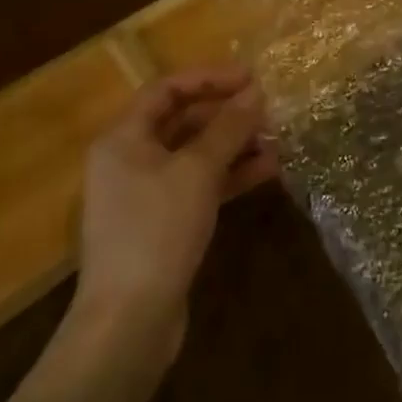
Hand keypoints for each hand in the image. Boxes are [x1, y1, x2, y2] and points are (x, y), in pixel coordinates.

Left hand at [62, 66, 278, 372]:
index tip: (252, 78)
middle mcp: (130, 159)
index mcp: (123, 138)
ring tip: (278, 140)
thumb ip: (229, 127)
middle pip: (183, 121)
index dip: (210, 78)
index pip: (168, 89)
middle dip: (228, 114)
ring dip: (235, 145)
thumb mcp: (197, 171)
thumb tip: (257, 92)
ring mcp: (146, 194)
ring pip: (196, 154)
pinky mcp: (163, 224)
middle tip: (269, 110)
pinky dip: (230, 175)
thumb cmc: (156, 231)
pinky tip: (268, 171)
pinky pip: (200, 185)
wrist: (128, 323)